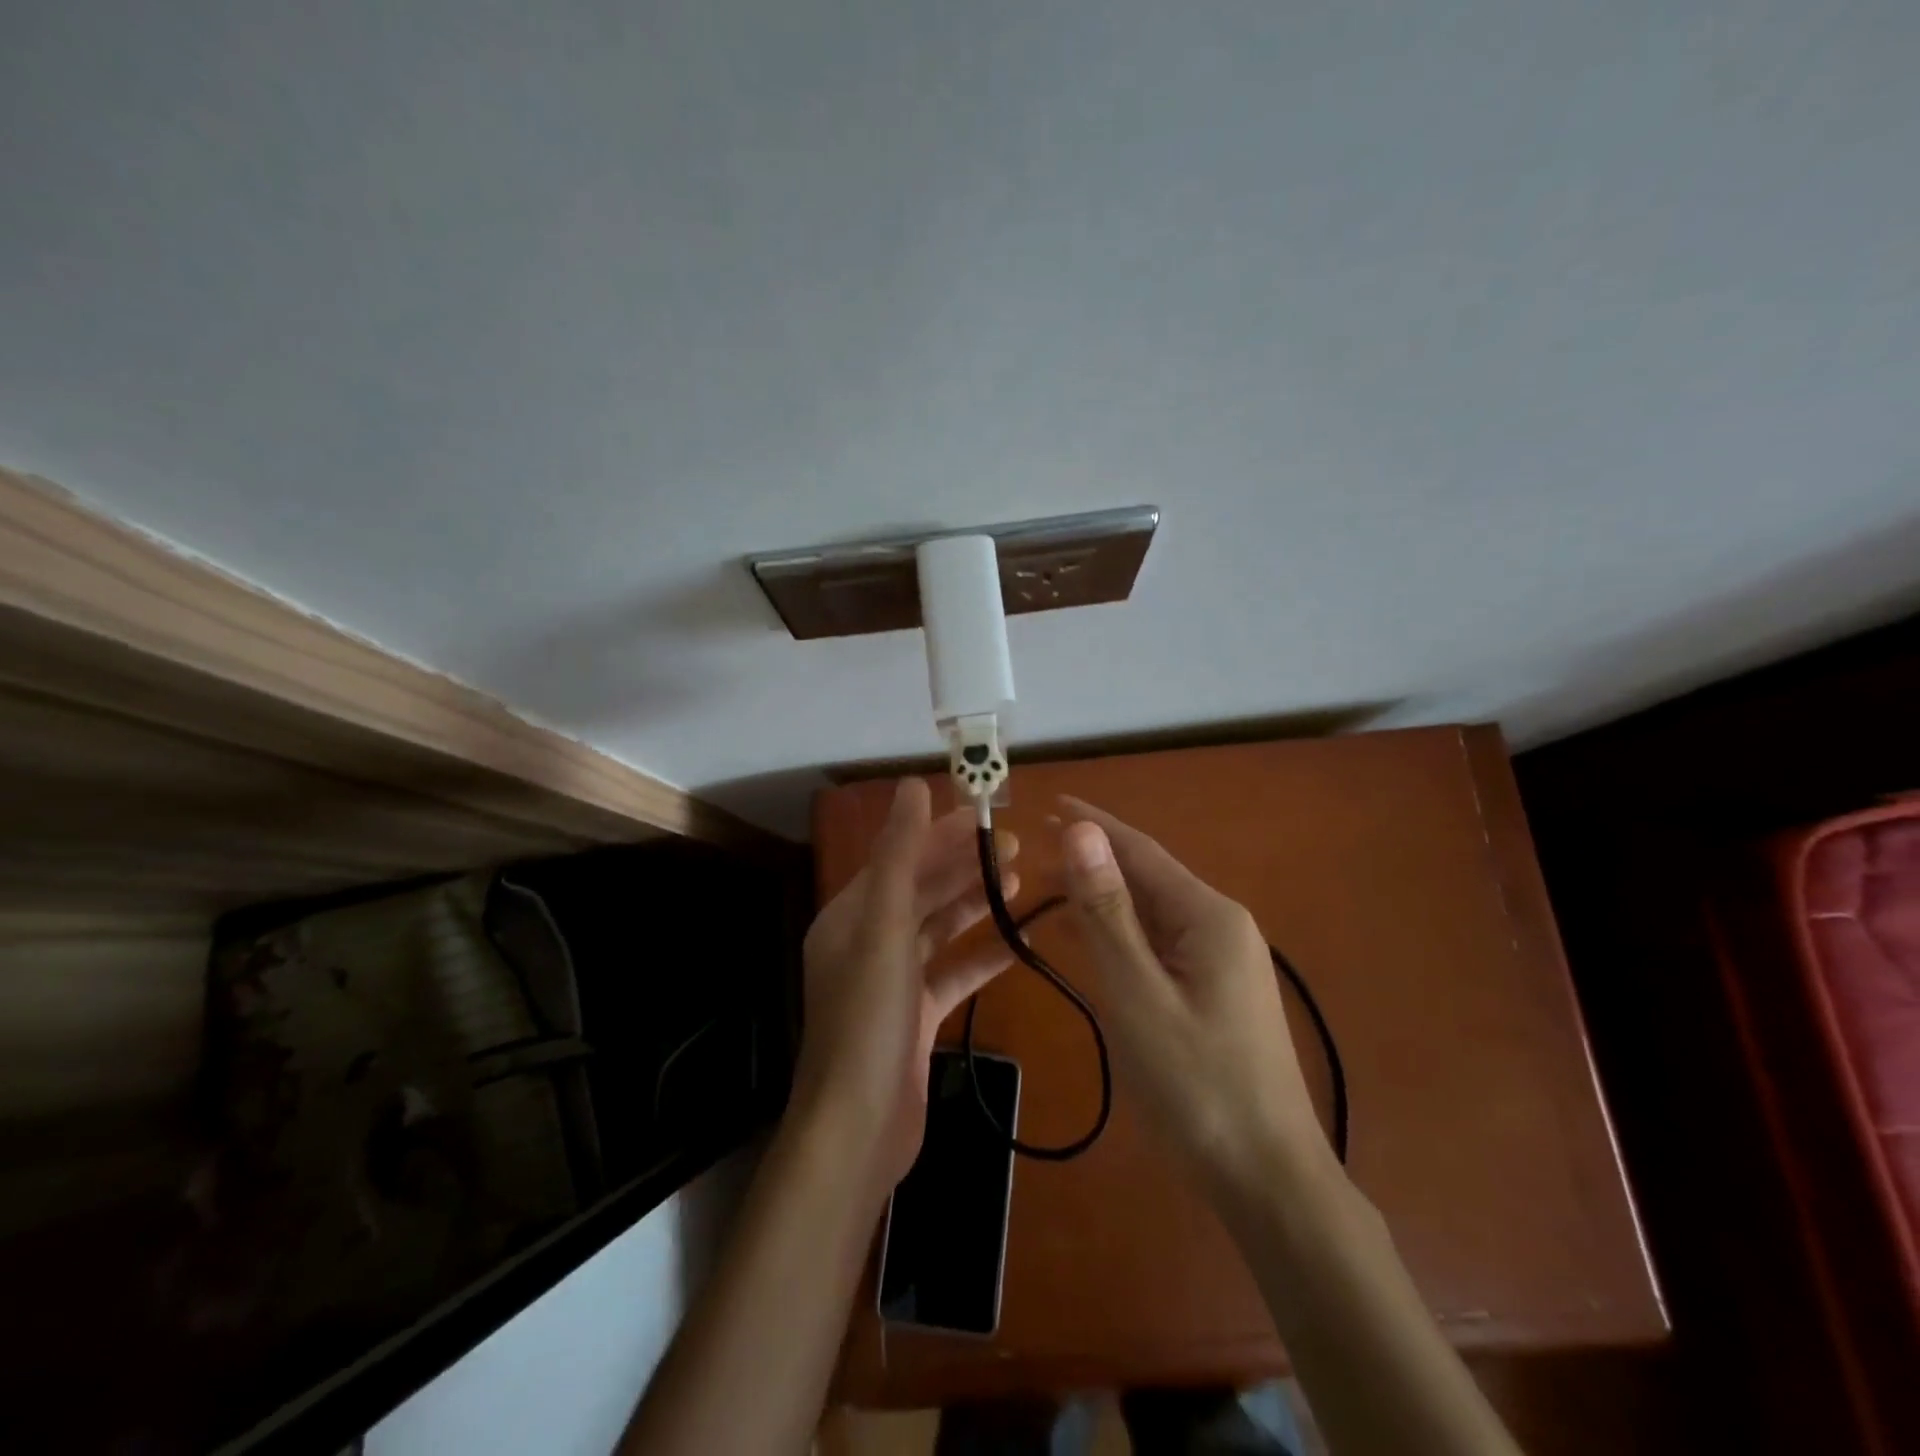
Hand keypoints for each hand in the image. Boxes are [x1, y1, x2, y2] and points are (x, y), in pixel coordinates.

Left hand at [793, 779, 1017, 1190]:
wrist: (859, 1130)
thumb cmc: (868, 1019)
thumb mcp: (883, 927)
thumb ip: (899, 855)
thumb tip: (912, 786)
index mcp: (851, 915)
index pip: (900, 858)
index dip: (941, 833)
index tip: (987, 815)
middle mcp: (868, 941)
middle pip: (922, 889)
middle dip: (965, 866)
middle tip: (1017, 847)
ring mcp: (893, 981)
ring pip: (940, 929)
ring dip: (976, 904)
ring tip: (1020, 881)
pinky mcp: (917, 1016)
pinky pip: (954, 972)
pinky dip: (983, 956)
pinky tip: (1021, 943)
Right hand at [1054, 796, 1330, 1198]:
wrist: (1268, 1180)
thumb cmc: (1197, 1085)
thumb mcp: (1138, 993)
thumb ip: (1106, 911)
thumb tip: (1081, 832)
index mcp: (1208, 915)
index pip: (1140, 850)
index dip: (1092, 825)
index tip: (1047, 804)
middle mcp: (1220, 926)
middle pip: (1146, 878)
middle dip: (1092, 861)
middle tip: (1033, 850)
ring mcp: (1222, 962)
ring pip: (1151, 913)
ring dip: (1102, 898)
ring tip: (1048, 887)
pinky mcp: (1215, 993)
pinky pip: (1159, 946)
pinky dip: (1119, 935)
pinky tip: (1087, 939)